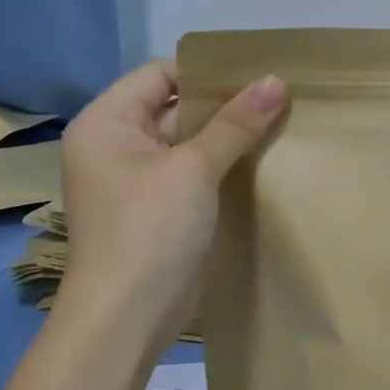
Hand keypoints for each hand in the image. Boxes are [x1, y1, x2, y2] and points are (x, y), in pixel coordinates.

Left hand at [57, 60, 285, 336]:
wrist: (127, 317)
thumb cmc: (150, 229)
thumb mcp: (194, 169)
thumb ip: (236, 123)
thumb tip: (276, 81)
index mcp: (108, 122)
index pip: (161, 74)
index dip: (208, 73)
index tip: (258, 75)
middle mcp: (118, 144)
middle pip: (176, 106)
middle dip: (226, 104)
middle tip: (279, 97)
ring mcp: (139, 179)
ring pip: (190, 142)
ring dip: (230, 136)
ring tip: (281, 123)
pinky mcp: (160, 208)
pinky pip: (194, 173)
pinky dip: (224, 165)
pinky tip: (264, 161)